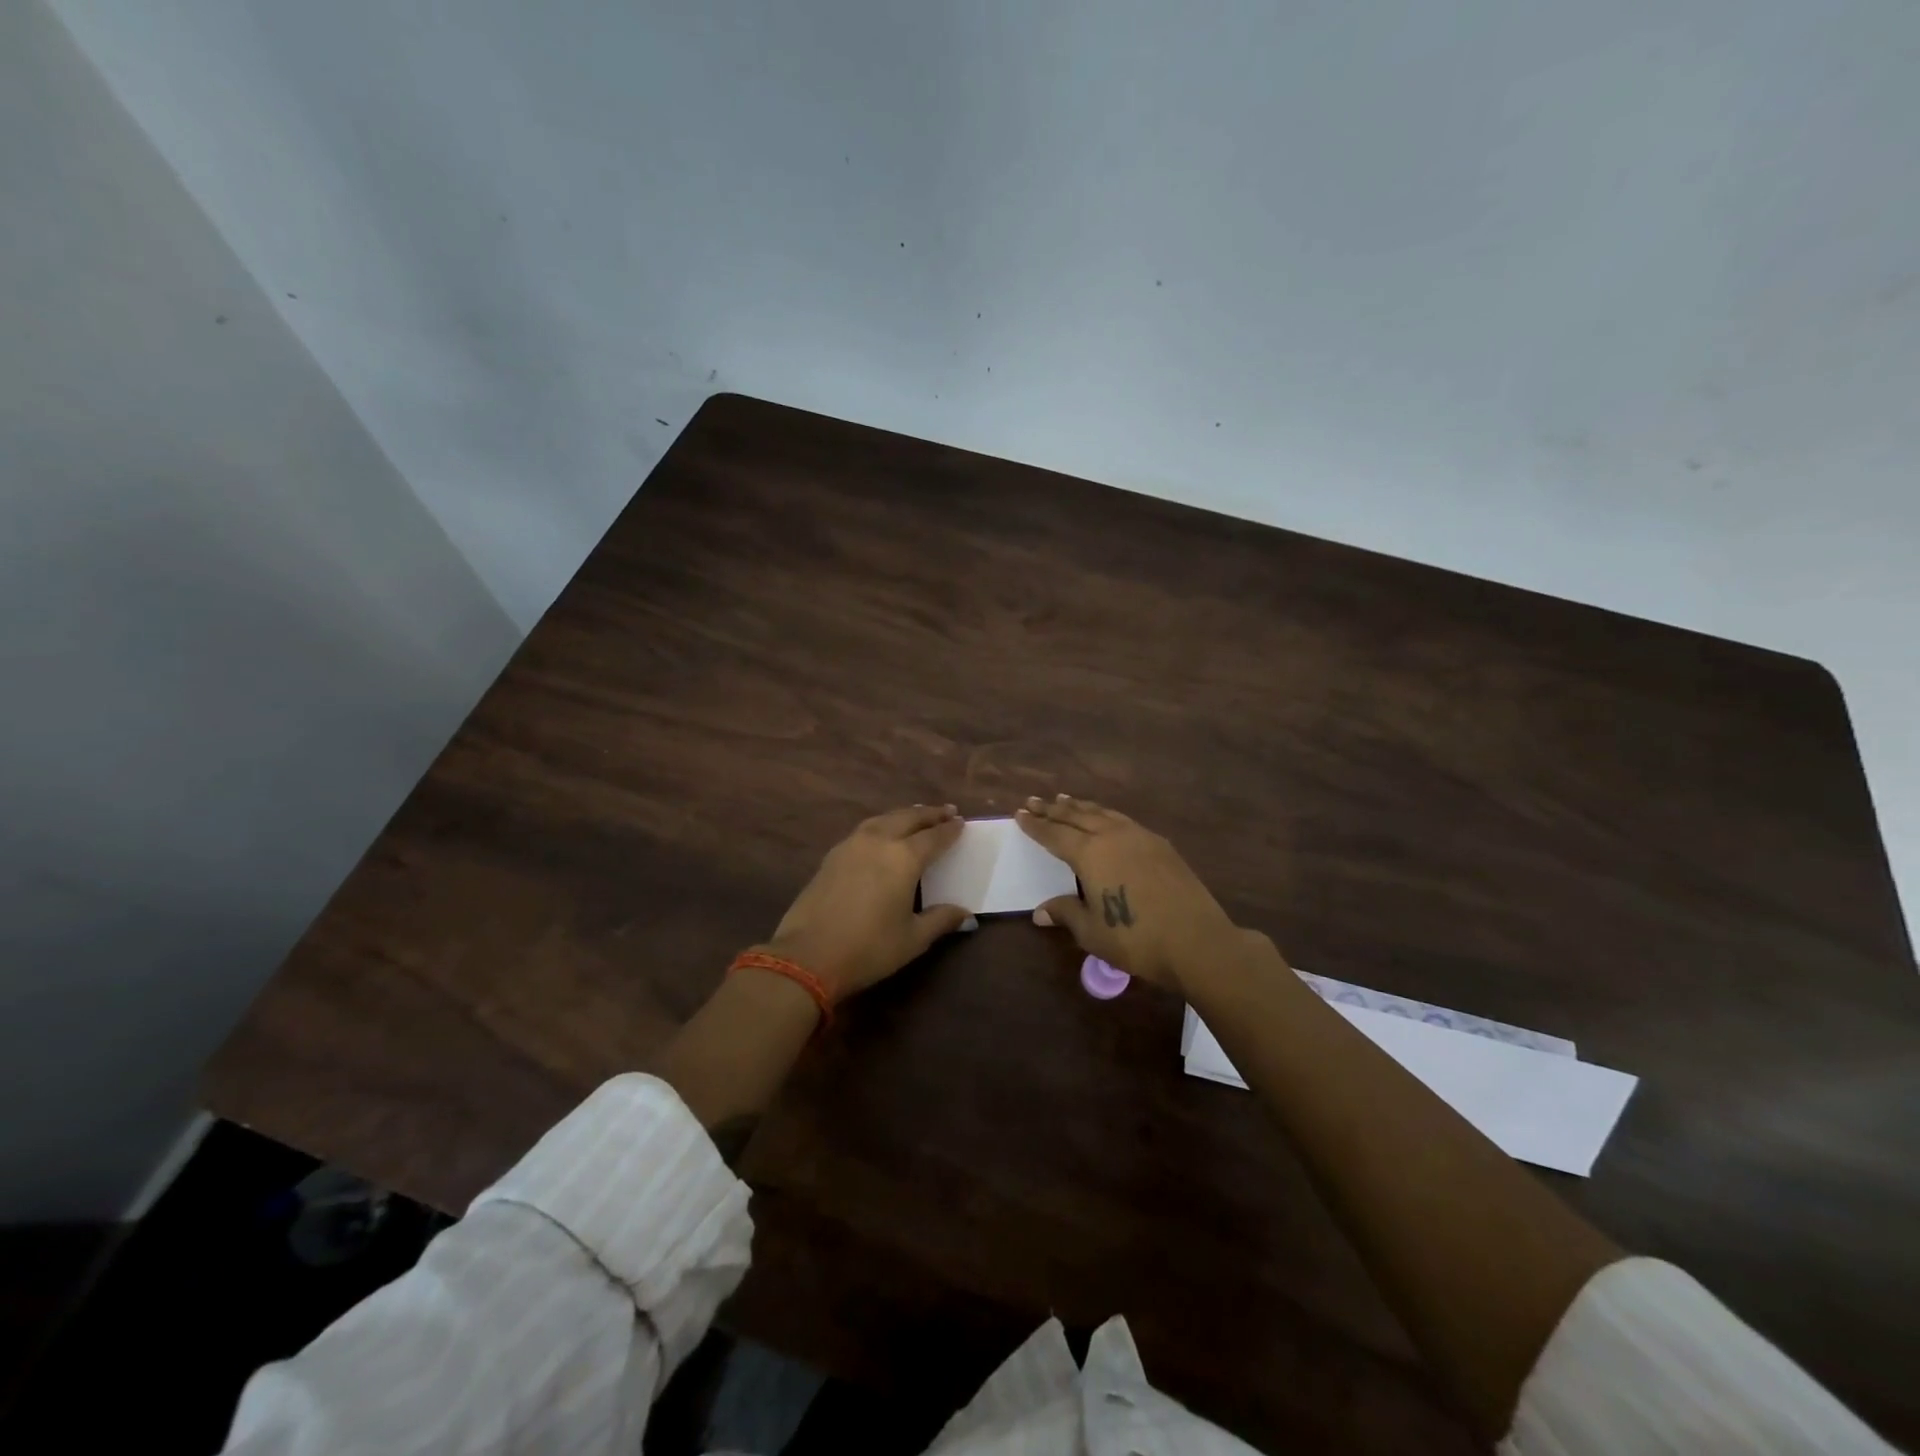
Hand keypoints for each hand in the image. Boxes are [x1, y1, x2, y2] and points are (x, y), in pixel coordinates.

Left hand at [763, 804, 974, 1000]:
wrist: (807, 956)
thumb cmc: (868, 948)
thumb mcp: (912, 938)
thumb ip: (941, 920)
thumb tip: (965, 914)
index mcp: (903, 858)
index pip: (934, 837)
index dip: (949, 830)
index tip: (961, 822)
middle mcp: (878, 841)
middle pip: (908, 818)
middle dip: (929, 814)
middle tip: (946, 811)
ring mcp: (851, 845)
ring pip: (883, 819)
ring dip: (904, 815)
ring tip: (916, 816)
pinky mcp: (832, 856)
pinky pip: (865, 829)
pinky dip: (882, 824)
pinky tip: (882, 834)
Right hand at [1016, 794, 1237, 991]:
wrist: (1197, 941)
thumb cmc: (1136, 939)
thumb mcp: (1092, 932)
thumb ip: (1066, 913)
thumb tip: (1040, 911)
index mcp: (1090, 853)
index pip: (1054, 834)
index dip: (1036, 825)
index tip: (1020, 813)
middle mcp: (1112, 836)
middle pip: (1076, 816)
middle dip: (1053, 809)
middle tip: (1034, 800)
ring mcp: (1140, 837)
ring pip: (1103, 813)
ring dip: (1080, 806)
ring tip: (1065, 799)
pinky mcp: (1161, 845)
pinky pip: (1124, 820)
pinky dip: (1106, 814)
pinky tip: (1106, 819)